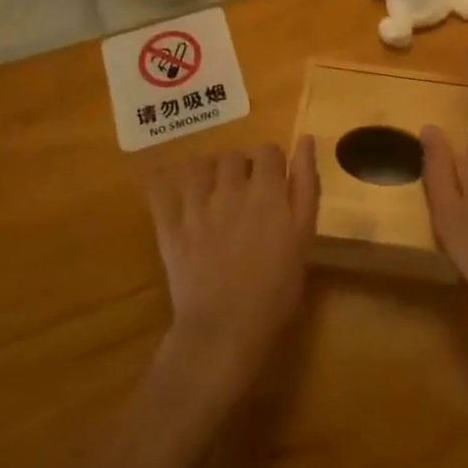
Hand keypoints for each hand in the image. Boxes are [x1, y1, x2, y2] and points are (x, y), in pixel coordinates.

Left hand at [142, 139, 319, 401]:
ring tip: (213, 195)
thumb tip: (307, 139)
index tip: (274, 185)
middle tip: (245, 196)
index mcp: (266, 190)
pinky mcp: (169, 225)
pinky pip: (160, 189)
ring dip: (208, 174)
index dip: (273, 164)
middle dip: (241, 169)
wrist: (227, 327)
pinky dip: (164, 184)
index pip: (268, 150)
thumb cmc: (276, 287)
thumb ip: (306, 184)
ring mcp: (195, 205)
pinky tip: (174, 193)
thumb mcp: (304, 235)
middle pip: (233, 156)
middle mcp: (229, 188)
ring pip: (199, 166)